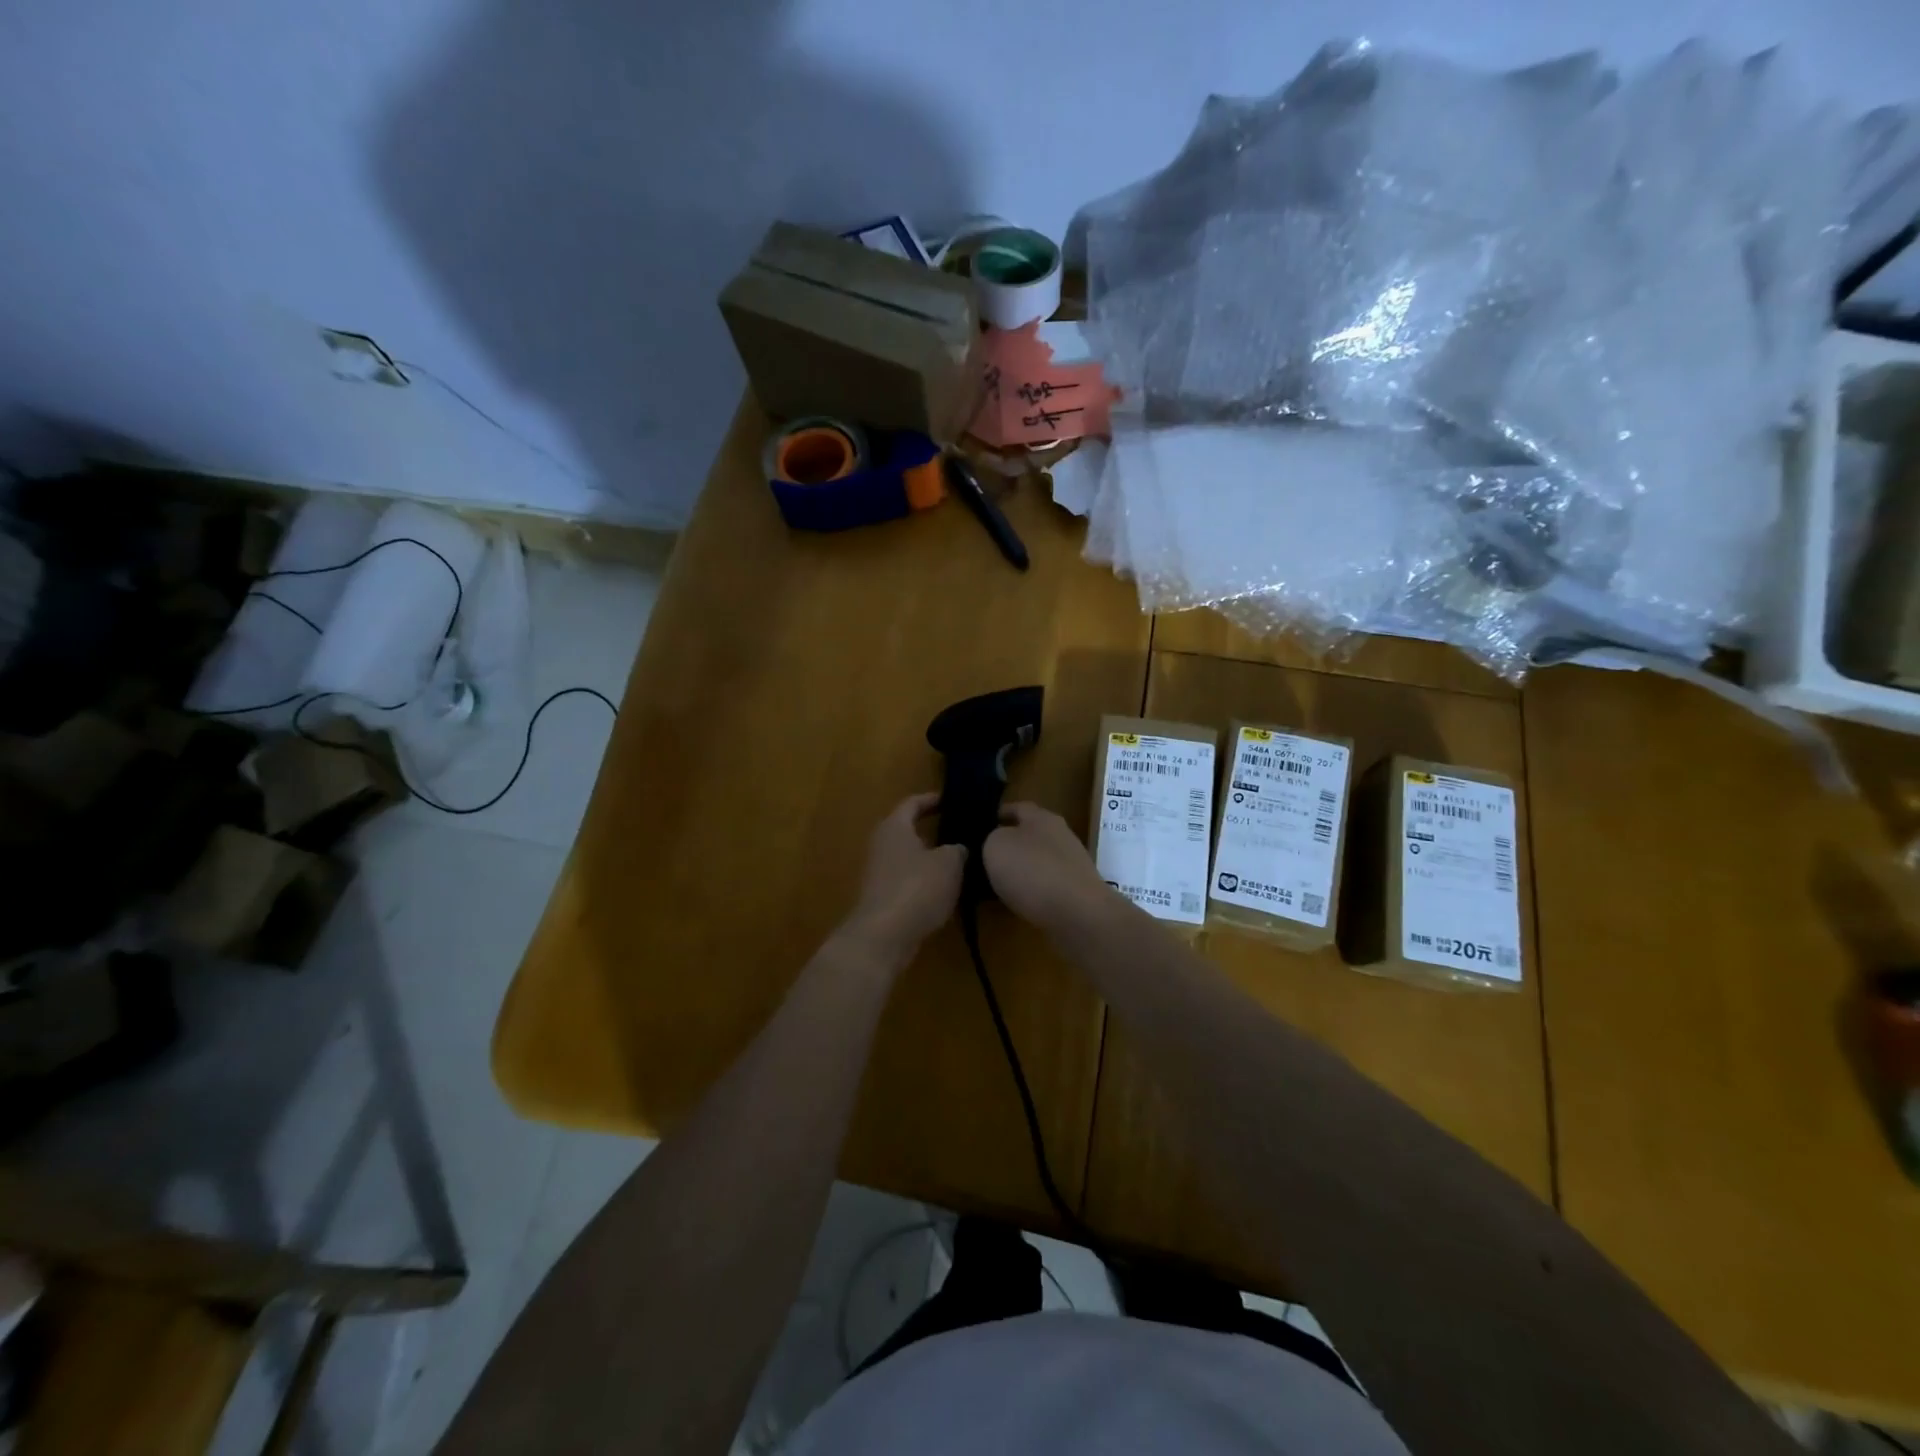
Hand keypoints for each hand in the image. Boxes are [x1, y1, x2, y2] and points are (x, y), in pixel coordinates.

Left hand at [840, 793, 965, 963]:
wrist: (884, 935)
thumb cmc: (917, 887)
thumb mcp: (950, 863)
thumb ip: (958, 850)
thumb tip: (960, 848)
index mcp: (895, 827)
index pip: (912, 803)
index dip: (932, 799)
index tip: (952, 800)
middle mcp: (882, 845)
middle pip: (908, 830)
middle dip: (933, 830)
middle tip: (960, 830)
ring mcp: (879, 873)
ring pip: (909, 857)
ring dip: (931, 858)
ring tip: (959, 860)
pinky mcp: (883, 898)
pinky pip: (908, 880)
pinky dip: (925, 881)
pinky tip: (946, 889)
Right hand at [983, 802, 1113, 936]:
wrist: (1078, 914)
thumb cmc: (1032, 871)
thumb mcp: (996, 846)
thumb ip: (992, 838)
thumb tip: (998, 843)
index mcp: (1042, 817)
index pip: (1017, 808)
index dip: (998, 814)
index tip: (979, 824)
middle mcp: (1060, 835)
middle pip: (1030, 834)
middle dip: (1009, 843)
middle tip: (984, 856)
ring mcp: (1072, 864)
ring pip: (1038, 860)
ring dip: (1020, 869)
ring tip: (996, 882)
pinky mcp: (1077, 891)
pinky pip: (1047, 884)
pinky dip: (1032, 890)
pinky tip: (1018, 901)